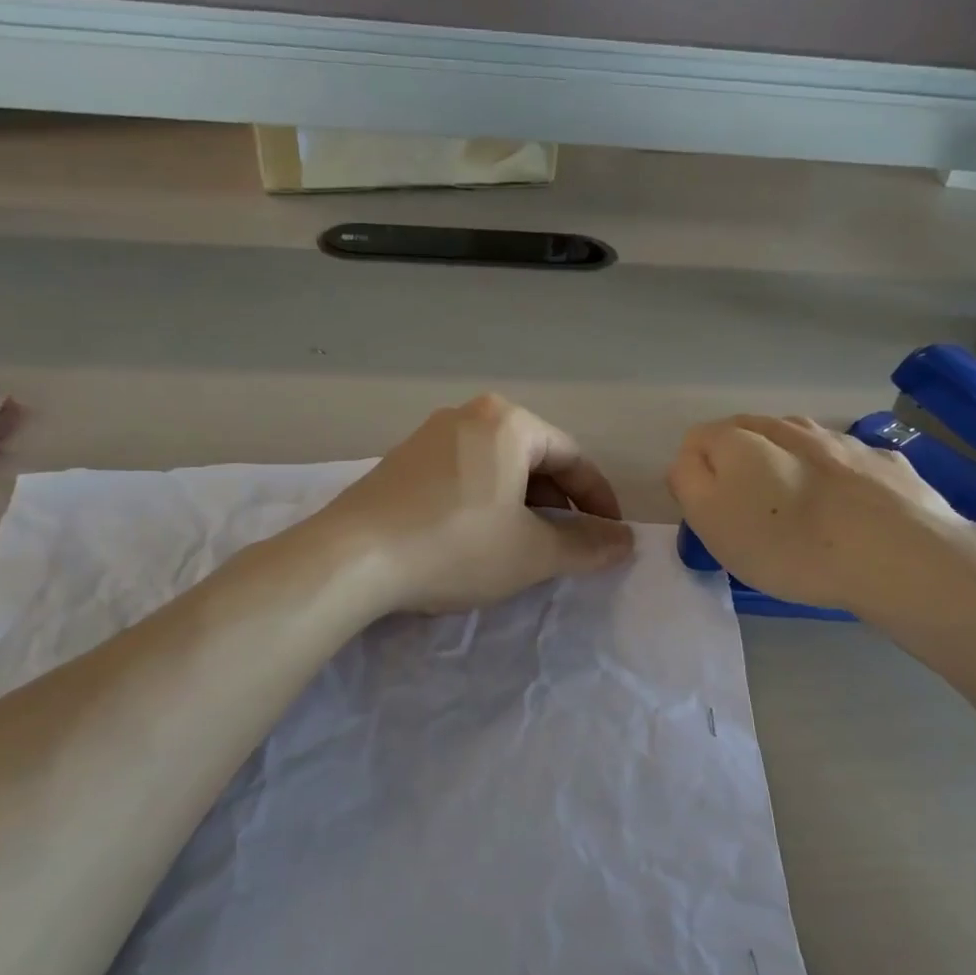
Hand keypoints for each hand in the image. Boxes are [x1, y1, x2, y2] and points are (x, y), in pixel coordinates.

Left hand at [311, 395, 633, 614]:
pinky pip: (463, 477)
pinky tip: (477, 540)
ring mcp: (428, 437)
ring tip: (524, 547)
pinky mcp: (401, 463)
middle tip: (567, 546)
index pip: (573, 457)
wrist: (351, 559)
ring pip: (497, 469)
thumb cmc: (456, 546)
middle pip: (534, 459)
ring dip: (522, 507)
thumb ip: (586, 545)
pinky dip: (485, 504)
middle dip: (558, 505)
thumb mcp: (531, 553)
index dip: (598, 501)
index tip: (610, 536)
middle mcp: (468, 415)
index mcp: (508, 422)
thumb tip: (624, 541)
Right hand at [667, 415, 975, 627]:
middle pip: (748, 435)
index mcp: (740, 439)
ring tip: (797, 511)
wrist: (896, 554)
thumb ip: (688, 482)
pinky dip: (835, 478)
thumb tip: (690, 461)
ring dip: (788, 467)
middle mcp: (788, 426)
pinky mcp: (883, 460)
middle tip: (748, 515)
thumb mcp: (711, 521)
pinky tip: (846, 510)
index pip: (697, 439)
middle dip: (739, 465)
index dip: (695, 476)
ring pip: (798, 444)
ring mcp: (840, 438)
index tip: (710, 515)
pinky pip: (845, 462)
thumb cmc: (787, 544)